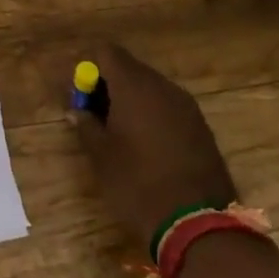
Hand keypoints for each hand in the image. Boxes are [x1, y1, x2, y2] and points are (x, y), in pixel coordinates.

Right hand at [64, 42, 235, 251]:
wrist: (198, 225)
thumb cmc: (138, 184)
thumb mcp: (101, 157)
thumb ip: (86, 125)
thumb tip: (77, 111)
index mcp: (134, 86)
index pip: (106, 52)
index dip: (89, 68)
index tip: (81, 96)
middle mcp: (163, 87)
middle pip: (129, 68)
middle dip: (109, 85)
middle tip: (95, 116)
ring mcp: (187, 107)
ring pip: (151, 88)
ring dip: (132, 101)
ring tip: (120, 134)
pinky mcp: (202, 127)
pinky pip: (169, 107)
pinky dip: (153, 116)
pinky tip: (147, 147)